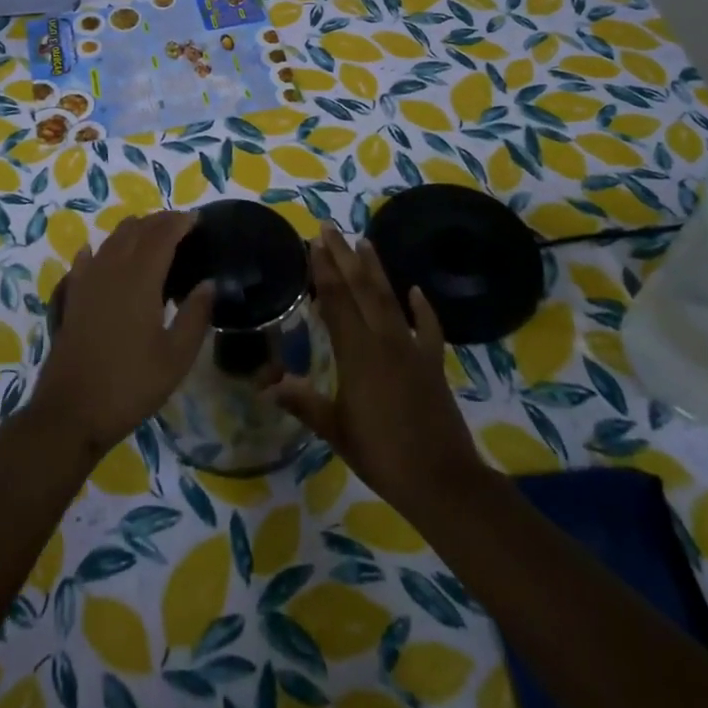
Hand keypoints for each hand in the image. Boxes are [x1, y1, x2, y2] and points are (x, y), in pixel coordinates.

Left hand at [28, 211, 214, 458]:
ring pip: (111, 240)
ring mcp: (86, 281)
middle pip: (135, 230)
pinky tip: (101, 254)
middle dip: (159, 222)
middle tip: (180, 226)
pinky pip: (86, 260)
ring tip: (152, 237)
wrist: (71, 411)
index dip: (179, 222)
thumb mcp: (176, 357)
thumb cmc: (130, 384)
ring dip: (133, 231)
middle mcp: (111, 269)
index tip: (197, 219)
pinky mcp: (71, 297)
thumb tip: (209, 283)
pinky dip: (100, 250)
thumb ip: (196, 315)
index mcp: (140, 278)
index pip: (162, 235)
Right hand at [274, 224, 487, 517]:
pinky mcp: (433, 363)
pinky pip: (429, 328)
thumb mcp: (335, 430)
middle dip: (344, 257)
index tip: (314, 243)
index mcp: (357, 353)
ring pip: (390, 300)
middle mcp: (385, 340)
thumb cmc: (381, 455)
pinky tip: (416, 291)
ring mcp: (413, 349)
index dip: (323, 270)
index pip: (336, 301)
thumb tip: (266, 385)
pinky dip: (423, 308)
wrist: (442, 480)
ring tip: (364, 242)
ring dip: (376, 270)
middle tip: (329, 228)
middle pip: (361, 289)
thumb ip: (303, 402)